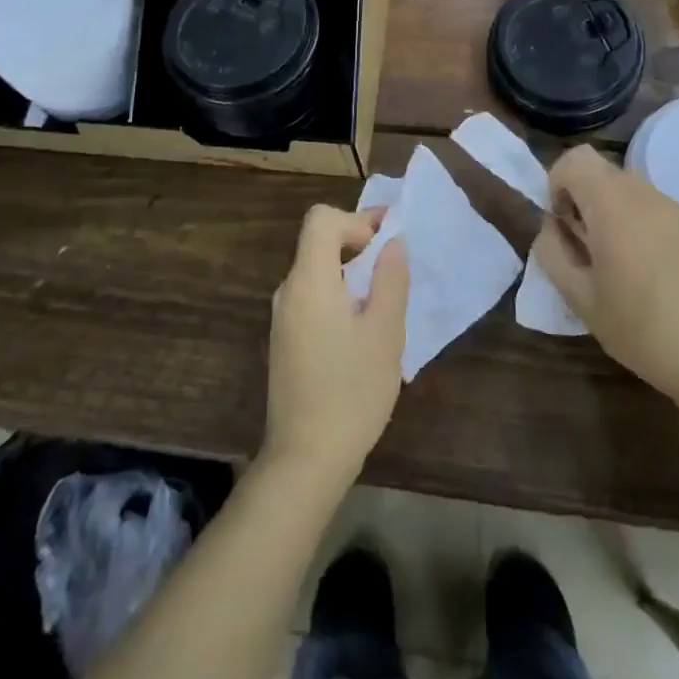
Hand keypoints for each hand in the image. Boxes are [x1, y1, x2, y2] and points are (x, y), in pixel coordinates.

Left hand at [262, 205, 408, 488]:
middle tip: (395, 267)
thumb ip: (390, 279)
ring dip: (350, 271)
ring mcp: (283, 317)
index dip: (356, 220)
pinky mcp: (285, 339)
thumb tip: (393, 242)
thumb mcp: (384, 332)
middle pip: (318, 242)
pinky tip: (363, 328)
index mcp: (309, 281)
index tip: (387, 243)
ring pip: (316, 270)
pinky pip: (312, 297)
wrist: (305, 459)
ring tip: (385, 300)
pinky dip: (338, 294)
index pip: (321, 220)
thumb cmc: (352, 392)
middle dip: (358, 243)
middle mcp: (288, 291)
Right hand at [532, 146, 678, 409]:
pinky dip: (648, 227)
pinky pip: (662, 211)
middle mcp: (649, 195)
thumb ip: (552, 250)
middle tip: (590, 248)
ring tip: (625, 263)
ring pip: (634, 192)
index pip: (576, 158)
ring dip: (617, 214)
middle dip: (587, 200)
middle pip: (604, 174)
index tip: (564, 223)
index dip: (559, 183)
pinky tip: (659, 271)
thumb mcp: (578, 296)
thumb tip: (553, 225)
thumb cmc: (638, 329)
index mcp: (614, 207)